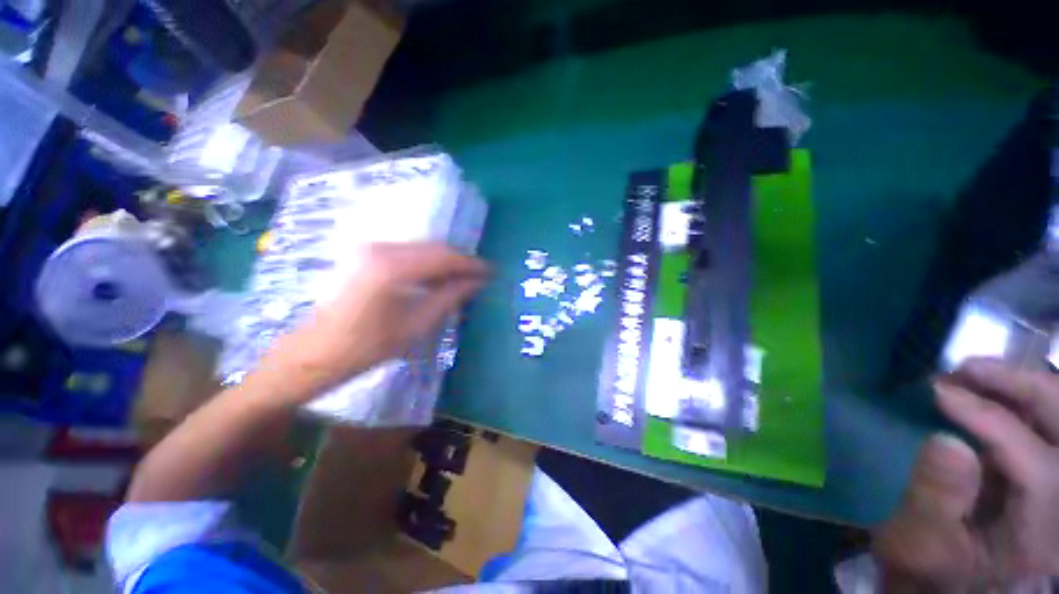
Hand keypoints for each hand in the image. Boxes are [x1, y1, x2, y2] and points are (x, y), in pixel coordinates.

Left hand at [252, 242, 486, 404]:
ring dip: (444, 263)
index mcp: (394, 267)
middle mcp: (382, 249)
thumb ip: (449, 298)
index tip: (491, 272)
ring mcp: (371, 250)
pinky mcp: (366, 256)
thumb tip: (476, 283)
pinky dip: (427, 264)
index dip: (471, 264)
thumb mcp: (416, 325)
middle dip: (460, 262)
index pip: (445, 257)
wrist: (313, 355)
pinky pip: (408, 253)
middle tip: (478, 278)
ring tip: (461, 281)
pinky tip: (436, 280)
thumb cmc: (366, 348)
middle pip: (434, 248)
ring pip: (422, 249)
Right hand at [874, 358, 1058, 590]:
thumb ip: (935, 499)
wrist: (943, 574)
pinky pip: (1045, 422)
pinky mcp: (1044, 469)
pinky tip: (988, 395)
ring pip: (1058, 416)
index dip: (988, 419)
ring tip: (974, 376)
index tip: (939, 391)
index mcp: (1041, 532)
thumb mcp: (922, 543)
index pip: (1032, 460)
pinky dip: (1021, 399)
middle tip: (967, 369)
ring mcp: (1056, 482)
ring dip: (1023, 387)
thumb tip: (947, 441)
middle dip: (1022, 387)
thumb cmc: (928, 564)